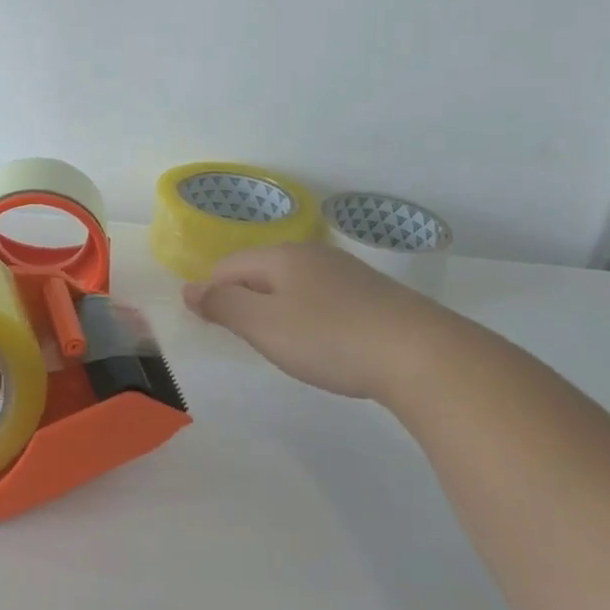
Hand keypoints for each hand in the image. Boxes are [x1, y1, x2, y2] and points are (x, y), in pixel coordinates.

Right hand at [182, 241, 453, 404]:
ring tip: (286, 347)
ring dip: (279, 312)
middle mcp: (313, 255)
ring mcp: (347, 273)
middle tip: (249, 341)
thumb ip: (223, 305)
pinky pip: (324, 300)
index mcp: (281, 256)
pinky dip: (312, 319)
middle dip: (245, 303)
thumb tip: (189, 288)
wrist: (420, 355)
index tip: (214, 330)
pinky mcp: (374, 295)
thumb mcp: (263, 325)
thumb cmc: (329, 338)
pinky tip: (326, 344)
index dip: (212, 295)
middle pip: (261, 273)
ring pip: (294, 286)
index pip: (227, 267)